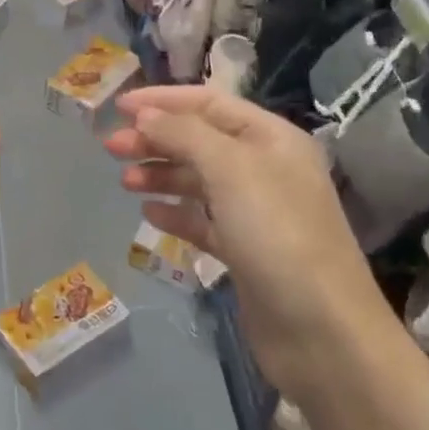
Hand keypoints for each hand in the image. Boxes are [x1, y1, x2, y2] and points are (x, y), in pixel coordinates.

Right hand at [103, 86, 398, 396]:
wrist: (319, 329)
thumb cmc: (277, 235)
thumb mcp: (231, 170)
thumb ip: (185, 135)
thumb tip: (145, 115)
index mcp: (271, 139)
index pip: (211, 104)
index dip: (163, 100)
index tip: (117, 107)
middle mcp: (265, 169)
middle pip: (200, 141)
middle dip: (155, 139)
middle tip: (110, 148)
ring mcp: (255, 212)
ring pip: (198, 181)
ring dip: (161, 174)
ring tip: (124, 181)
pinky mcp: (243, 250)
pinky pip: (202, 221)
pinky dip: (175, 213)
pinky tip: (149, 214)